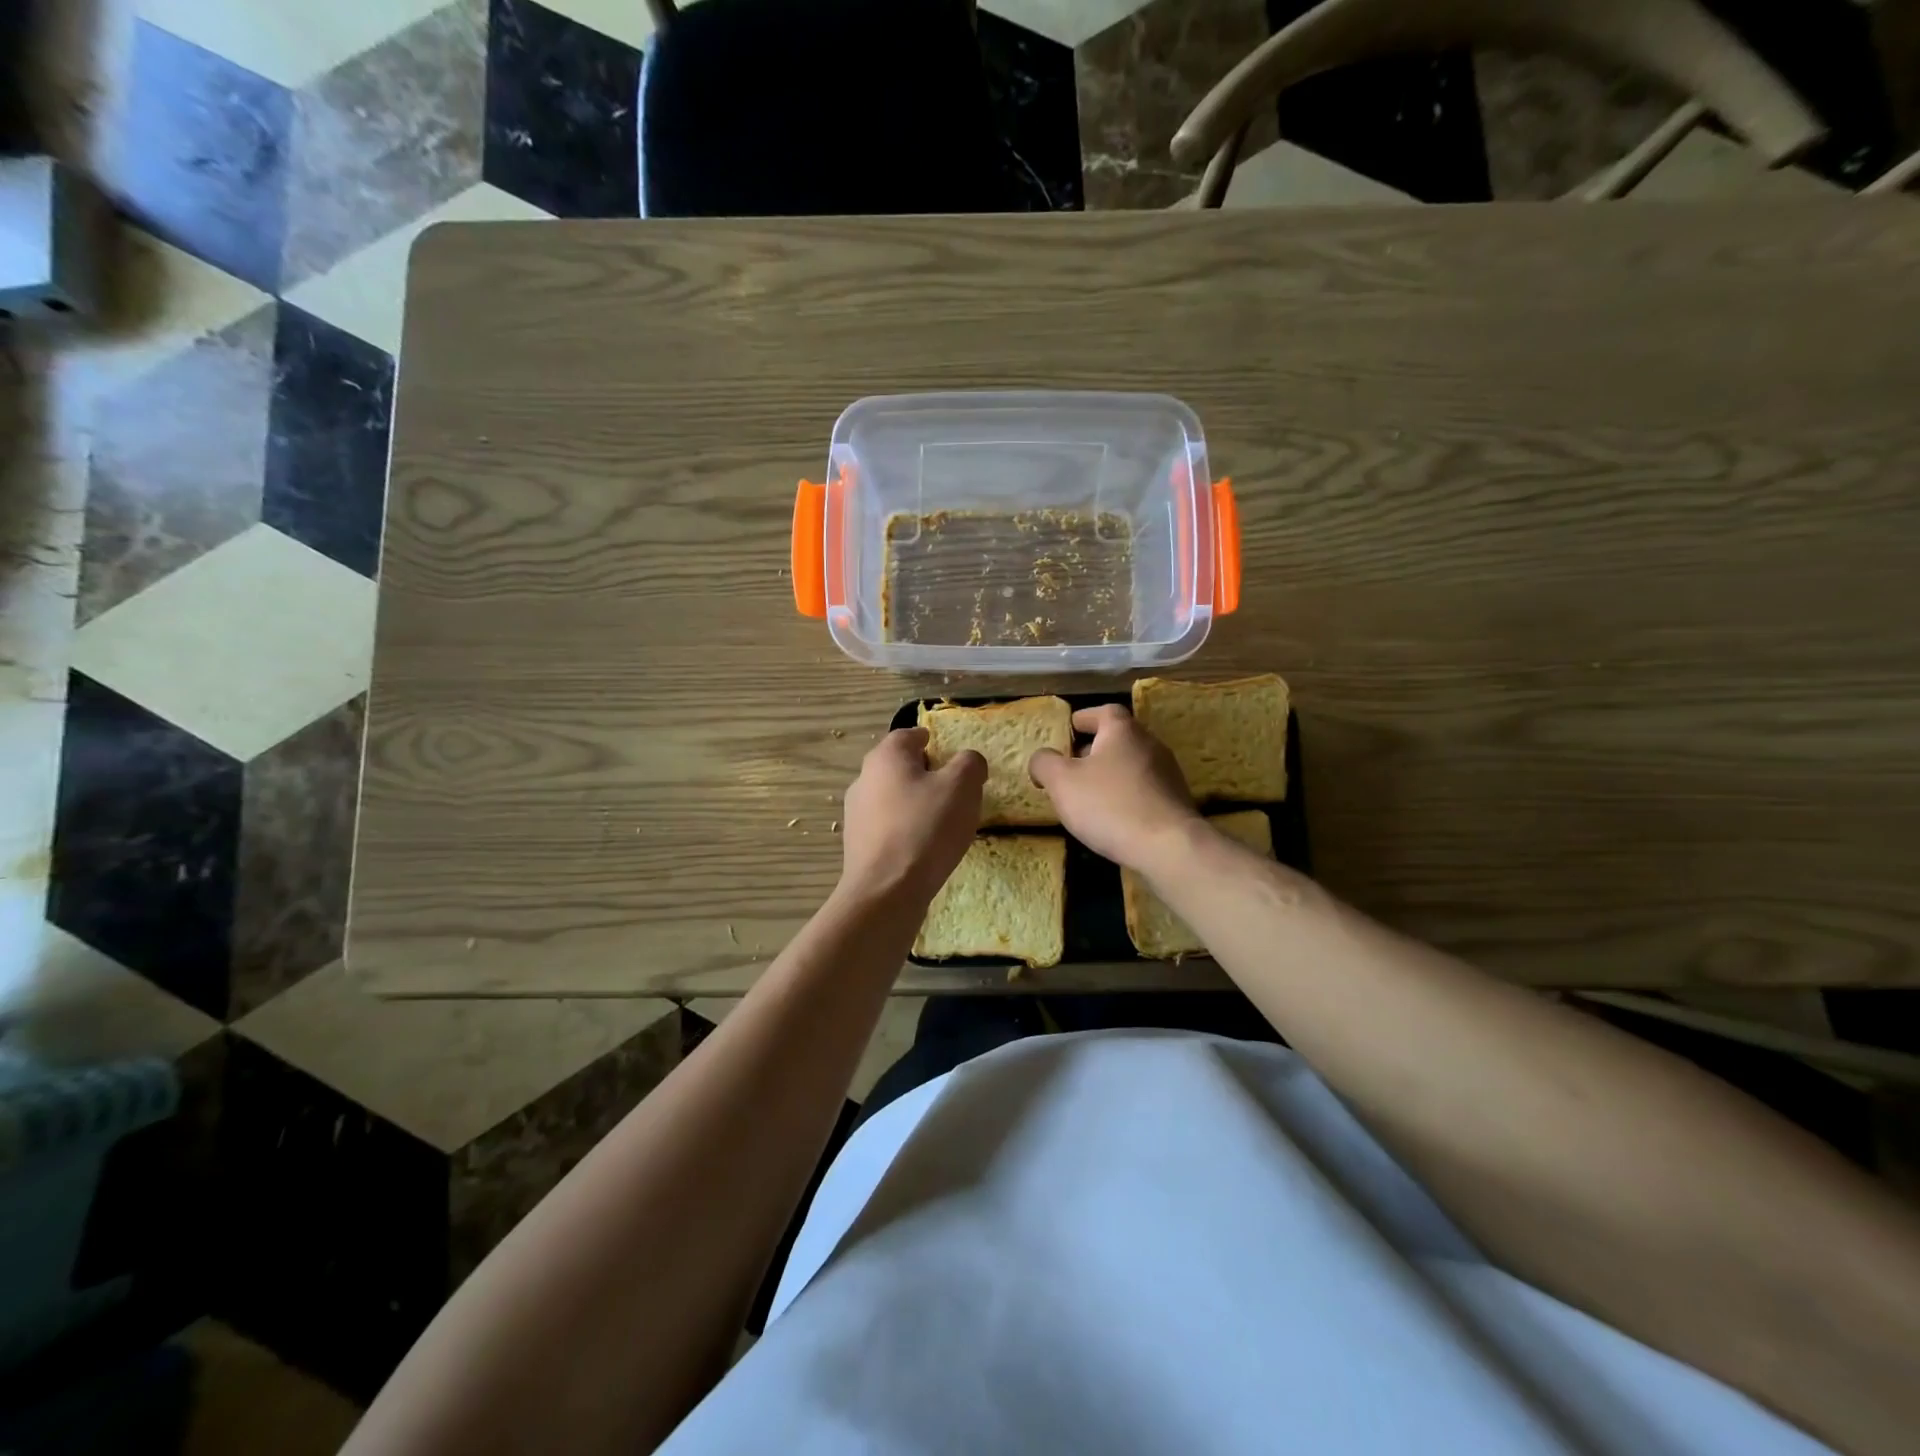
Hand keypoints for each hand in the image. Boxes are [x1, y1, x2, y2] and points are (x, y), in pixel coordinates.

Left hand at [840, 728, 986, 904]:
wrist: (886, 891)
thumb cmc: (926, 828)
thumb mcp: (962, 786)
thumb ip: (970, 763)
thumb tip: (968, 762)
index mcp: (886, 756)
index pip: (911, 734)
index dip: (936, 742)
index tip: (955, 760)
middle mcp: (864, 778)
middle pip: (901, 766)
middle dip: (928, 775)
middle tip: (955, 793)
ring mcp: (856, 813)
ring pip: (893, 797)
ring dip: (916, 804)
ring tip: (943, 825)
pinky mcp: (857, 843)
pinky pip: (888, 826)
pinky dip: (906, 830)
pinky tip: (924, 849)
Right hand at [1028, 705, 1201, 870]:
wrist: (1169, 847)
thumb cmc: (1109, 805)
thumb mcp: (1062, 782)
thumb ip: (1044, 763)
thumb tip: (1041, 758)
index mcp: (1122, 730)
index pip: (1103, 711)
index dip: (1083, 718)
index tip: (1068, 730)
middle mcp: (1149, 744)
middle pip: (1117, 738)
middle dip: (1092, 750)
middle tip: (1069, 768)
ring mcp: (1167, 773)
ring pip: (1130, 765)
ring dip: (1108, 774)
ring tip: (1086, 796)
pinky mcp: (1175, 801)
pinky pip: (1143, 789)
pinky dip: (1125, 795)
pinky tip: (1112, 817)